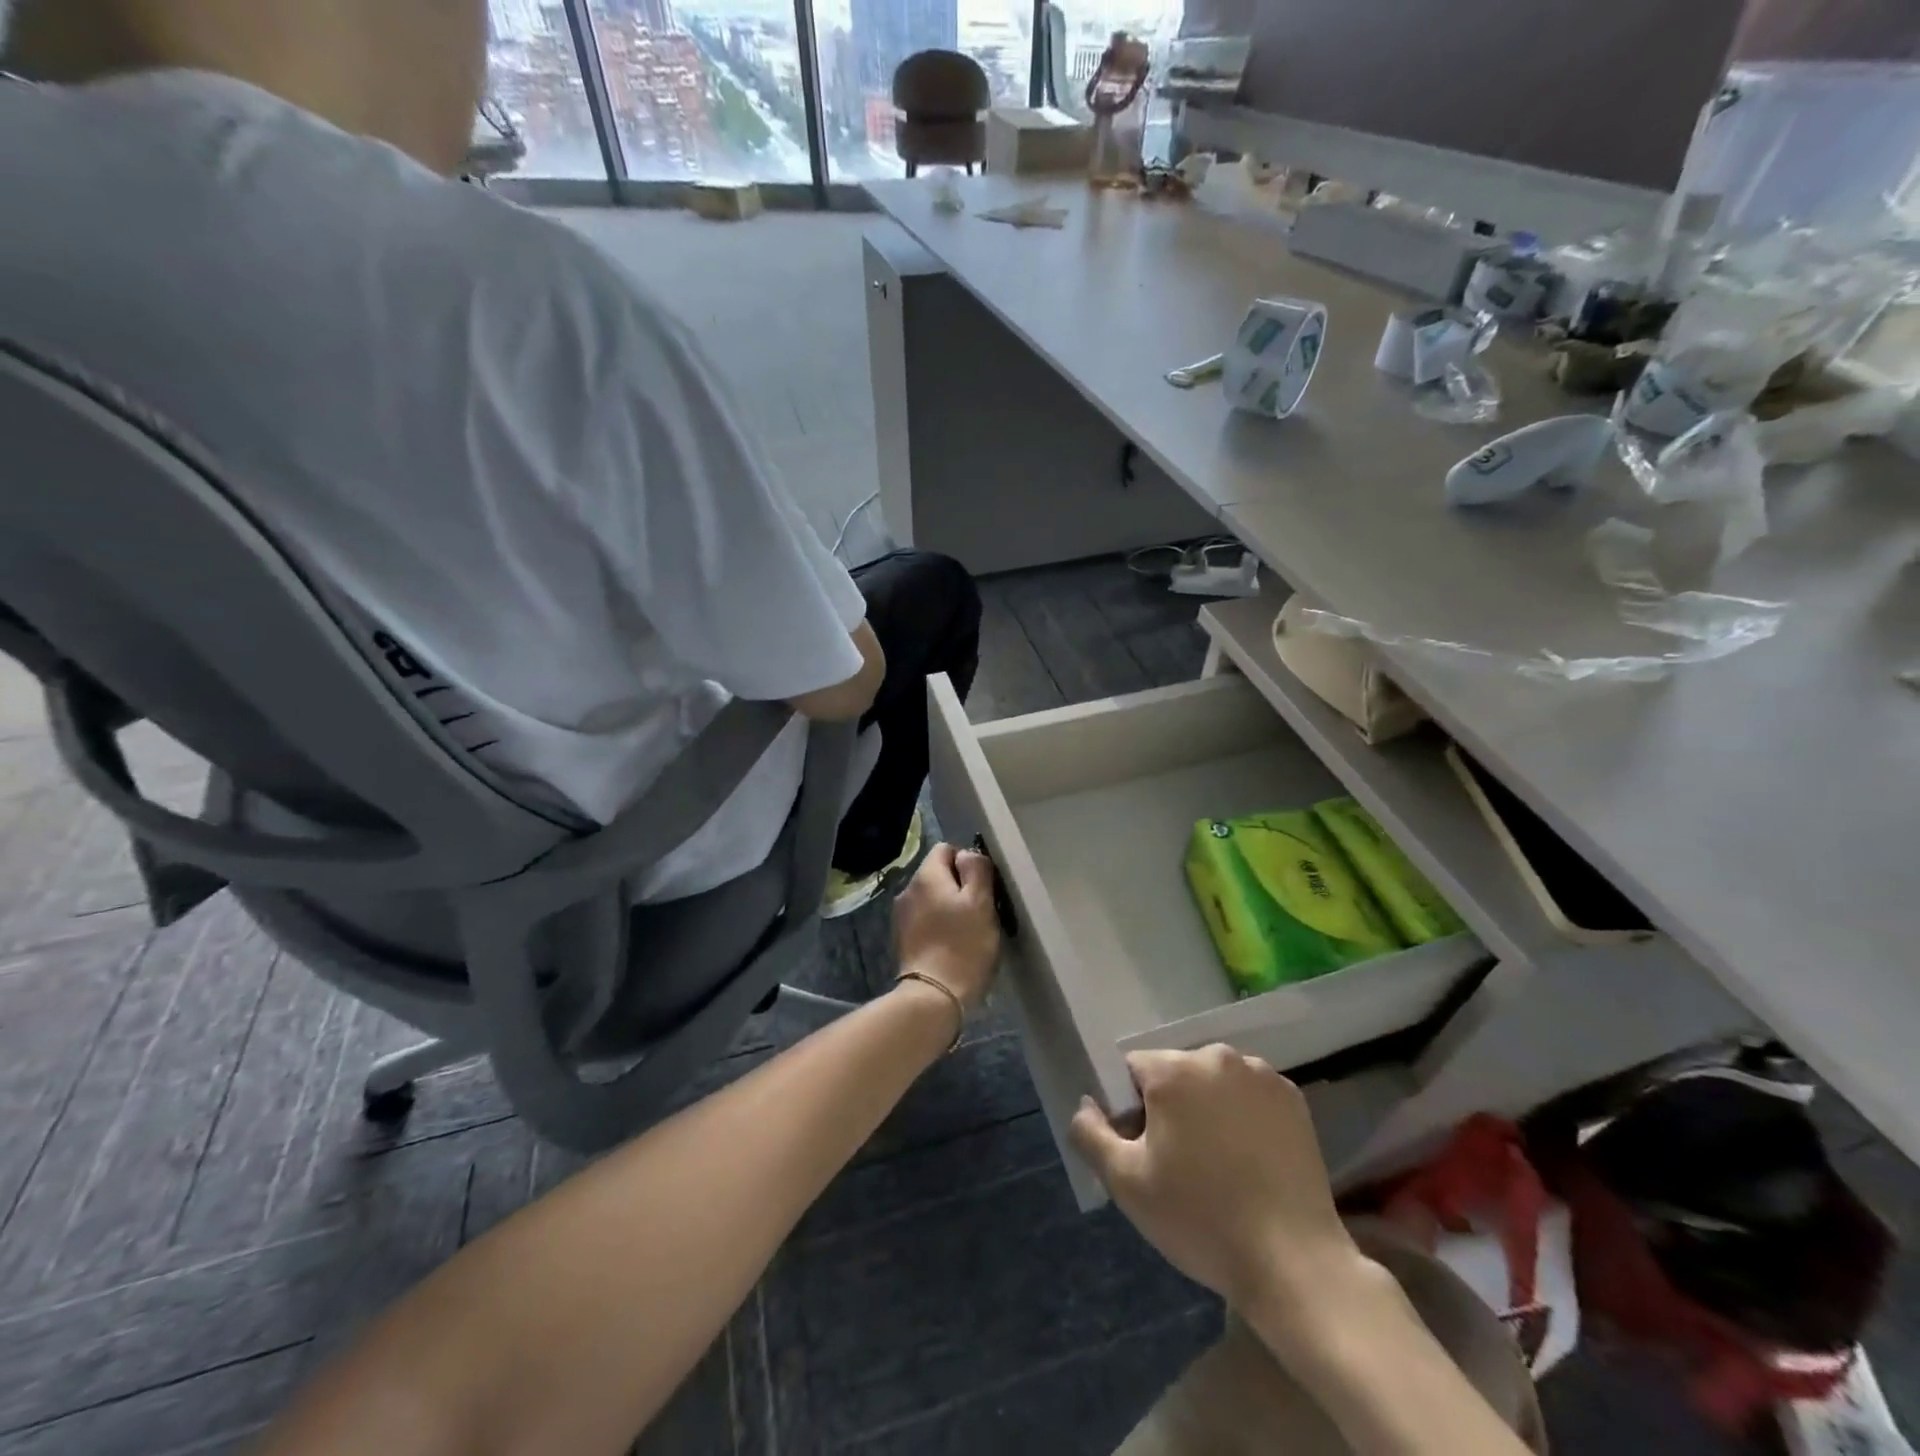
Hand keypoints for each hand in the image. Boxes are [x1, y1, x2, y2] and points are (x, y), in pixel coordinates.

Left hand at [892, 842, 1000, 1012]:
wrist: (934, 997)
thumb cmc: (963, 946)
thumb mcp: (981, 902)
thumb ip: (976, 869)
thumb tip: (967, 853)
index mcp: (926, 876)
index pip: (946, 849)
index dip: (967, 863)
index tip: (983, 887)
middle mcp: (907, 890)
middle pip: (937, 874)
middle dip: (959, 886)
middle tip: (980, 911)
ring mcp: (901, 916)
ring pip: (931, 898)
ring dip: (948, 907)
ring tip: (967, 930)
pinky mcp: (902, 939)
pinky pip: (924, 919)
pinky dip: (938, 924)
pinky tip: (951, 944)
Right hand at [1069, 1047, 1368, 1314]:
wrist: (1294, 1264)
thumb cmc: (1201, 1219)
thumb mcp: (1126, 1183)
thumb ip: (1091, 1133)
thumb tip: (1086, 1104)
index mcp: (1174, 1069)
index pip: (1132, 1069)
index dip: (1130, 1109)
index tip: (1146, 1151)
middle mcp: (1217, 1056)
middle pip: (1174, 1072)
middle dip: (1169, 1107)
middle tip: (1180, 1164)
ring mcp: (1261, 1075)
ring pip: (1213, 1082)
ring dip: (1207, 1109)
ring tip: (1219, 1166)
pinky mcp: (1293, 1099)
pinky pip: (1249, 1095)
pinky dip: (1243, 1116)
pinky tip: (1250, 1161)